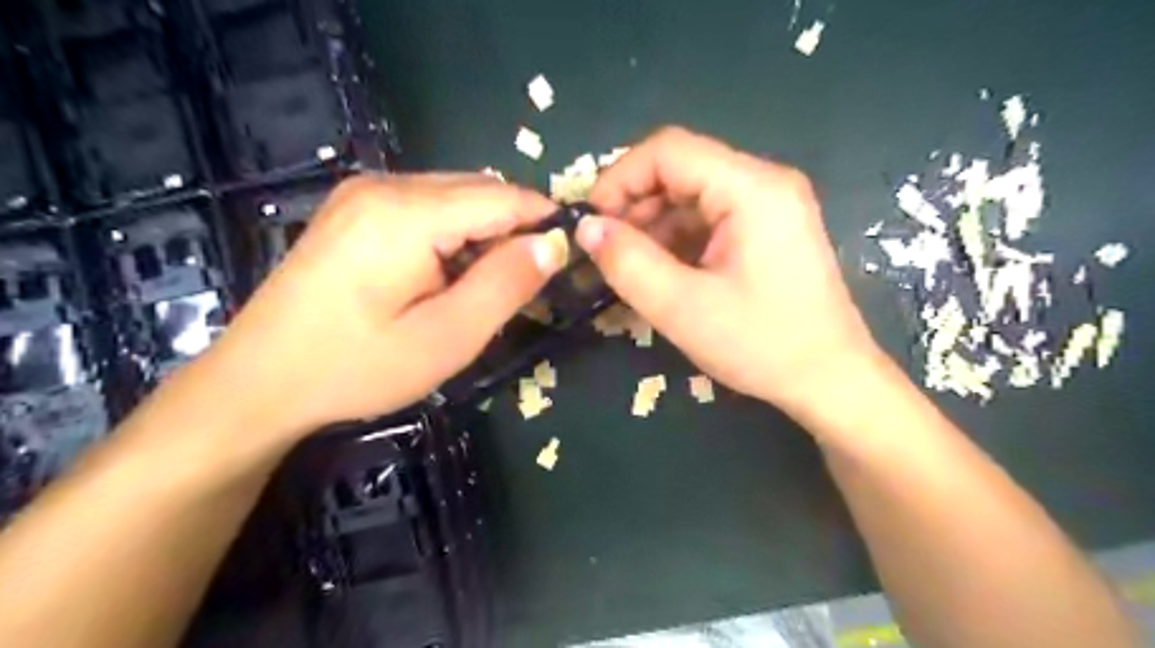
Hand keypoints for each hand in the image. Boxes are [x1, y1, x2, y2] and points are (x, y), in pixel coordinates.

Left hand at [197, 172, 563, 437]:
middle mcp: (384, 185)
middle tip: (525, 285)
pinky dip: (451, 233)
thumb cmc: (357, 367)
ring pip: (453, 197)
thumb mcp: (447, 337)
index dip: (543, 221)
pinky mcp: (352, 210)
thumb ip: (506, 284)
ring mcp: (362, 193)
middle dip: (512, 230)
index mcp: (408, 212)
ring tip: (484, 286)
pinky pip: (424, 206)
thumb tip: (553, 243)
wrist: (258, 382)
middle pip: (478, 190)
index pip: (502, 196)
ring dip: (482, 233)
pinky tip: (444, 275)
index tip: (569, 256)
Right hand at [582, 127, 879, 415]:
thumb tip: (585, 227)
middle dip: (634, 204)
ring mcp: (770, 206)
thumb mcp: (681, 307)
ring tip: (628, 265)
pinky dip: (677, 239)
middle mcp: (764, 183)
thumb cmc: (761, 345)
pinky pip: (710, 217)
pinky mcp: (768, 230)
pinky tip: (661, 271)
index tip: (591, 222)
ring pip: (692, 194)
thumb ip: (627, 262)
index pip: (668, 150)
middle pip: (681, 169)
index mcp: (752, 188)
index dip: (619, 178)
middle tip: (605, 249)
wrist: (830, 380)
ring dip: (653, 224)